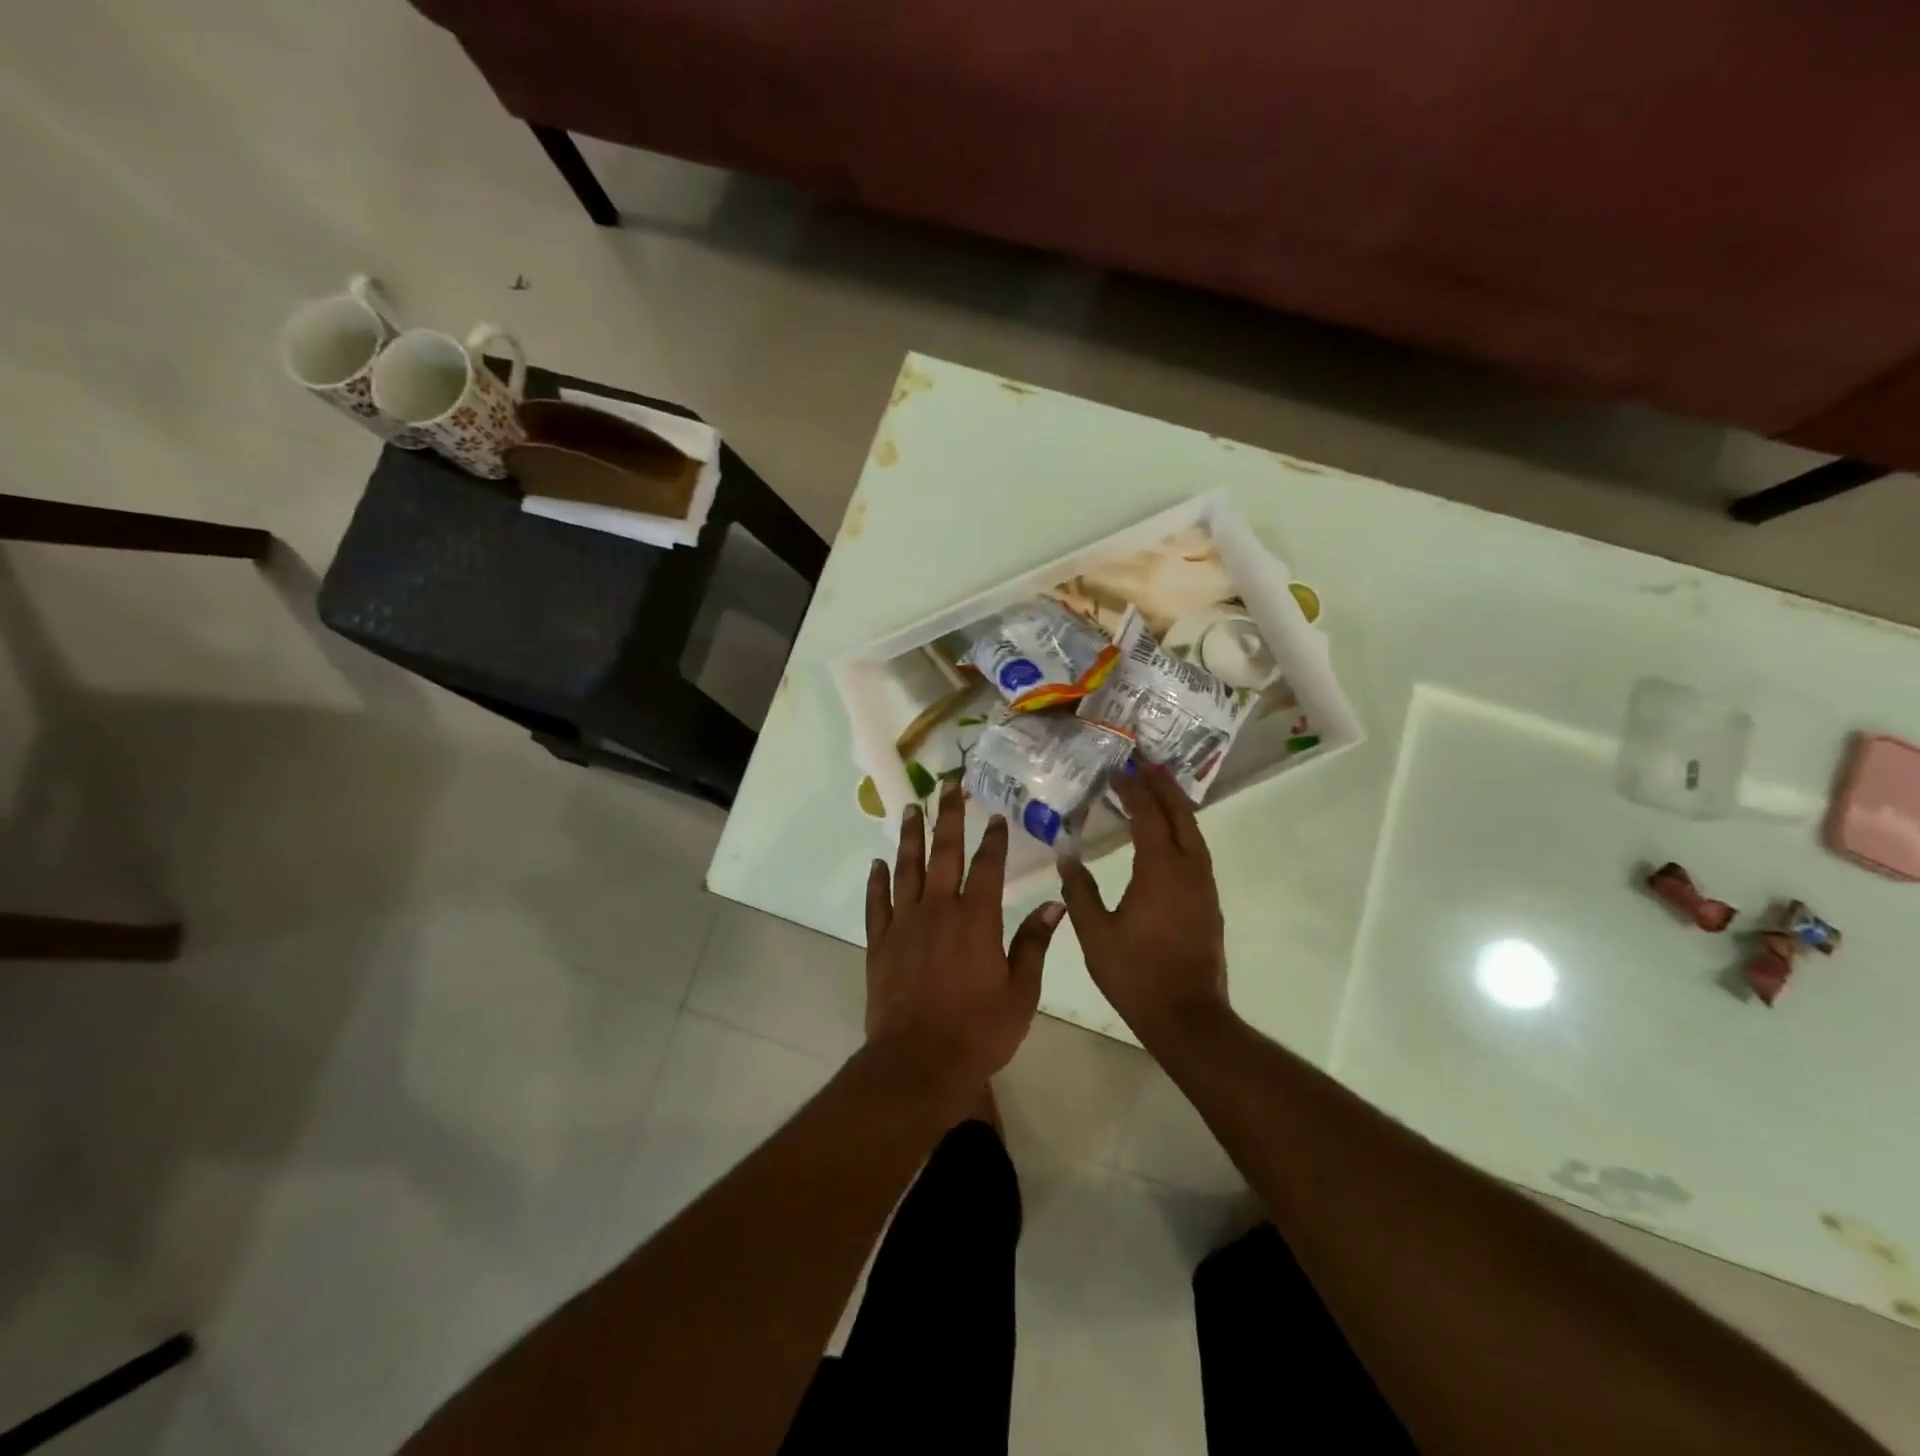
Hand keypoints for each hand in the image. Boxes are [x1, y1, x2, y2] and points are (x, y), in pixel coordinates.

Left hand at [865, 784, 1064, 1099]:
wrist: (918, 1062)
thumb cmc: (978, 1031)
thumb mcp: (1021, 992)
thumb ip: (1034, 943)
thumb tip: (1055, 903)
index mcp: (977, 919)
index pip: (987, 867)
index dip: (992, 840)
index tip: (994, 816)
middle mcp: (939, 910)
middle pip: (943, 853)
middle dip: (948, 818)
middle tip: (949, 788)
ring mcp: (905, 924)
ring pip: (907, 869)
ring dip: (909, 837)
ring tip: (911, 809)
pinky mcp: (880, 943)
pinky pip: (877, 903)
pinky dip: (878, 881)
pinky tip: (878, 863)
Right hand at [1058, 763, 1230, 1047]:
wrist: (1188, 1017)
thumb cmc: (1136, 974)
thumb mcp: (1095, 934)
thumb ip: (1079, 892)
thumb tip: (1066, 856)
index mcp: (1160, 870)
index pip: (1148, 815)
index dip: (1133, 789)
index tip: (1118, 769)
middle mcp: (1188, 869)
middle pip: (1180, 814)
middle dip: (1162, 784)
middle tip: (1144, 761)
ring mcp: (1204, 885)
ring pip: (1193, 831)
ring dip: (1175, 805)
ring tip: (1156, 786)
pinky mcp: (1208, 901)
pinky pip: (1196, 850)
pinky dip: (1181, 829)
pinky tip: (1166, 833)